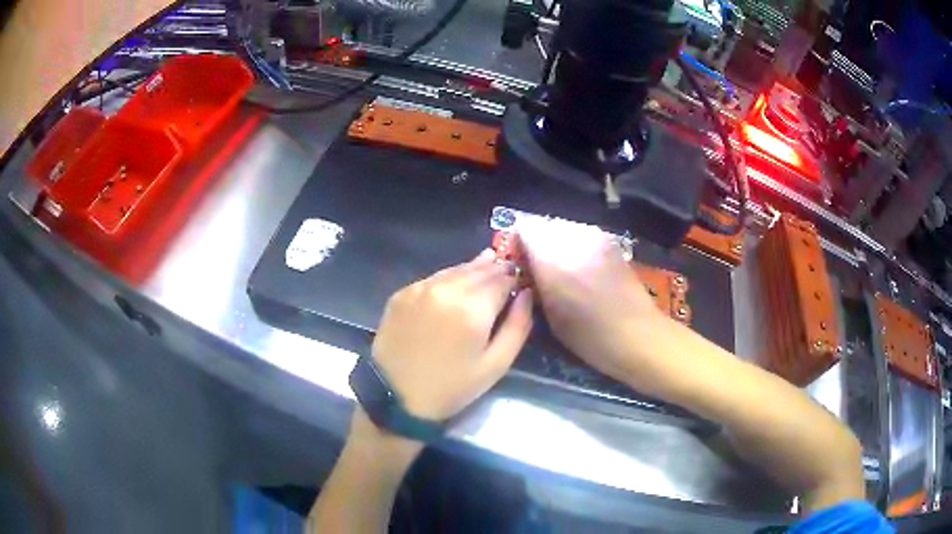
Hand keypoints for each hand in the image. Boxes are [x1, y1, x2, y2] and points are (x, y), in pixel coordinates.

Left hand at [372, 250, 532, 420]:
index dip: (515, 277)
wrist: (395, 396)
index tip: (521, 279)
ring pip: (456, 269)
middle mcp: (447, 289)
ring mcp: (420, 288)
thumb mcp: (496, 365)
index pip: (503, 278)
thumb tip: (526, 293)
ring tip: (487, 267)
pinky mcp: (402, 293)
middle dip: (496, 268)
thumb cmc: (452, 387)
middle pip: (480, 268)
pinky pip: (434, 278)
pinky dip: (450, 277)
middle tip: (507, 269)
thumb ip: (518, 326)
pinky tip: (455, 284)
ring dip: (474, 269)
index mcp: (473, 308)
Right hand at [519, 218, 662, 383]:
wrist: (639, 336)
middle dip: (536, 241)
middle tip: (535, 265)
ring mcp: (595, 239)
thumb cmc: (591, 338)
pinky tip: (579, 266)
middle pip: (544, 226)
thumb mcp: (552, 317)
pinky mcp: (611, 243)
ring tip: (559, 266)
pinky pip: (582, 235)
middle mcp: (574, 241)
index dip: (517, 242)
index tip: (516, 259)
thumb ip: (537, 284)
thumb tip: (526, 267)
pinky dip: (574, 245)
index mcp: (554, 261)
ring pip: (564, 229)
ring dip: (556, 242)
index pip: (525, 231)